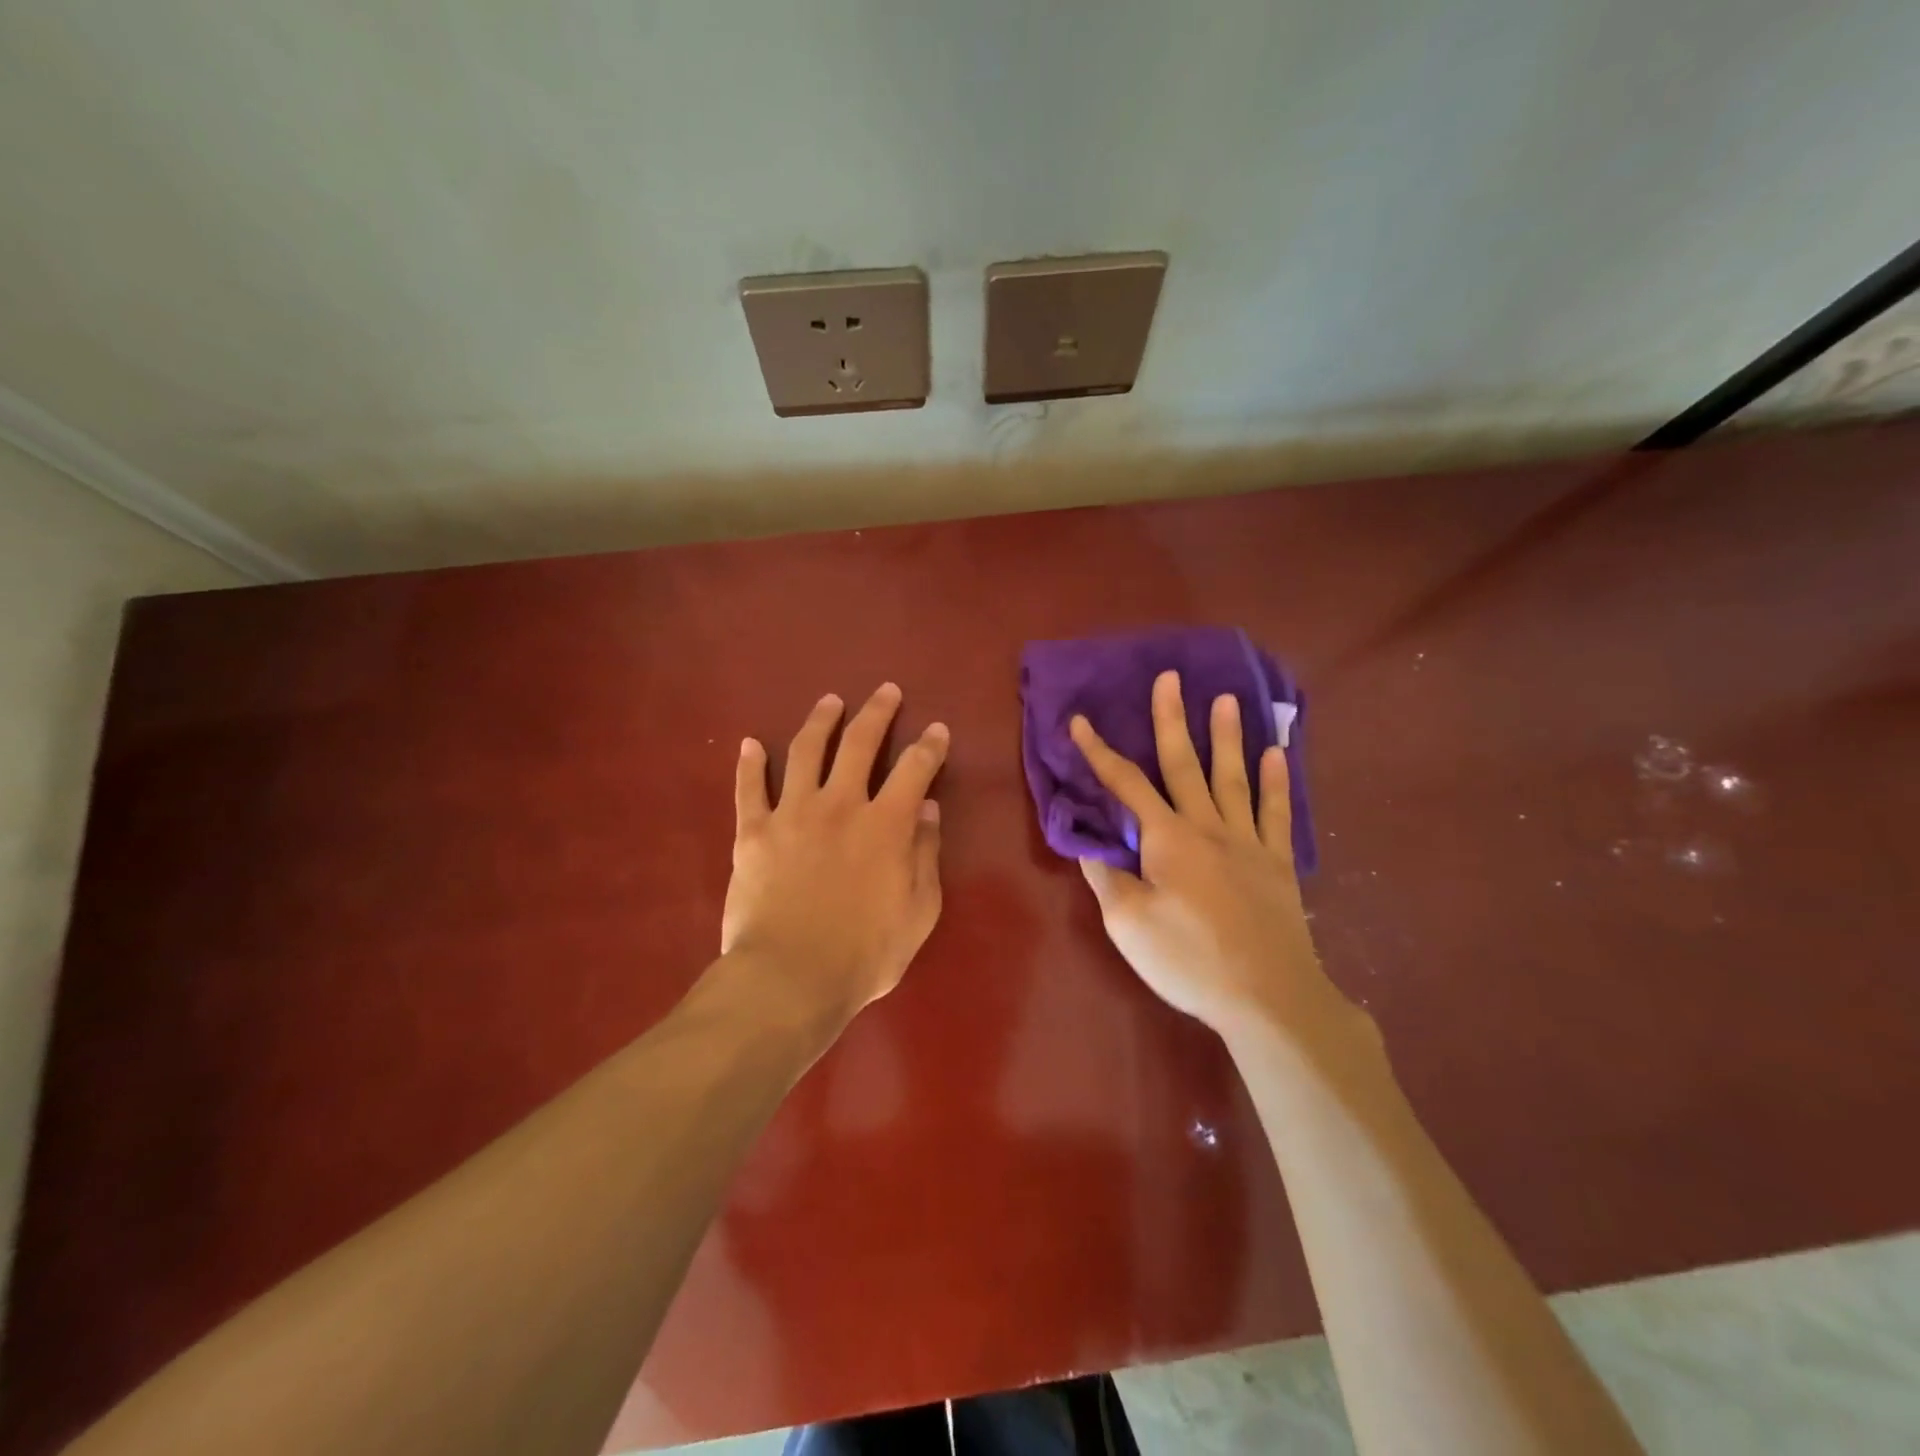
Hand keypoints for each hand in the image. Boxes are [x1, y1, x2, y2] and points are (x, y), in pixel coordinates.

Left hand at [722, 683, 948, 1024]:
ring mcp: (792, 813)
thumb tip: (929, 810)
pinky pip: (749, 789)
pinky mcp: (753, 832)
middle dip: (877, 712)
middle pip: (860, 743)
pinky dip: (749, 764)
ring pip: (806, 751)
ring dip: (820, 721)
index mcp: (886, 824)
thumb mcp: (918, 911)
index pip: (916, 769)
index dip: (930, 746)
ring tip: (830, 701)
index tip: (936, 729)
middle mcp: (841, 805)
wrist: (790, 979)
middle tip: (885, 691)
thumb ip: (926, 856)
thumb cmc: (865, 953)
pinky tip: (750, 743)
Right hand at [1072, 670, 1357, 1042]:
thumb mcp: (1129, 925)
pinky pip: (1277, 813)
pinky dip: (1276, 782)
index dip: (1099, 752)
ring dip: (1227, 736)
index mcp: (1167, 839)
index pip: (1125, 785)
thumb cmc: (1189, 960)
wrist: (1268, 997)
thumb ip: (1108, 879)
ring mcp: (1248, 842)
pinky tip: (1277, 753)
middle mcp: (1208, 827)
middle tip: (1171, 677)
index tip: (1080, 721)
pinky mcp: (1277, 864)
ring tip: (1225, 699)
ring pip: (1233, 778)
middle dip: (1171, 720)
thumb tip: (1090, 846)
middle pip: (1184, 765)